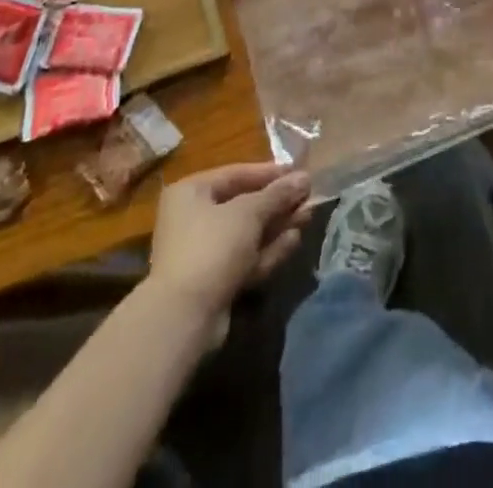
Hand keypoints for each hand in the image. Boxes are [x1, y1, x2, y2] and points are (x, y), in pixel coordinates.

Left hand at [148, 163, 312, 318]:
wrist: (184, 319)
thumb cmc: (212, 247)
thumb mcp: (249, 212)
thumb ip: (278, 194)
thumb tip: (304, 178)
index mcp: (191, 192)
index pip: (236, 174)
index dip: (270, 173)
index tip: (298, 173)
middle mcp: (192, 219)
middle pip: (244, 205)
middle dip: (278, 203)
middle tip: (309, 198)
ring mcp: (203, 253)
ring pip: (248, 234)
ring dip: (278, 226)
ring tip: (308, 216)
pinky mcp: (213, 282)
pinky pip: (245, 258)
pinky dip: (268, 250)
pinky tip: (293, 242)